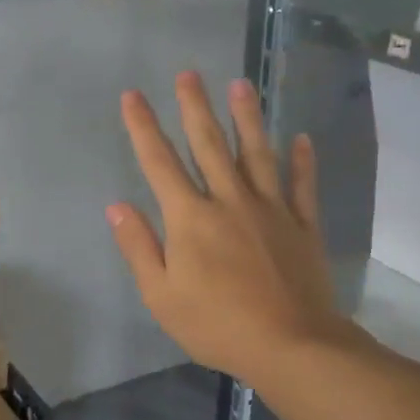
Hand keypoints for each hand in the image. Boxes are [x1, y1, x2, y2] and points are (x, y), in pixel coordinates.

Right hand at [108, 72, 350, 388]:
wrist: (291, 346)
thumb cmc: (217, 325)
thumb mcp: (162, 296)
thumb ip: (139, 248)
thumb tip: (117, 206)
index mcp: (191, 218)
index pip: (160, 163)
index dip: (144, 128)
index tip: (133, 96)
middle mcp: (230, 201)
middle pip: (210, 145)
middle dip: (195, 107)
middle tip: (189, 74)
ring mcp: (271, 210)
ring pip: (257, 154)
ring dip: (248, 117)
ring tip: (242, 84)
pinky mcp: (303, 226)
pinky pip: (302, 186)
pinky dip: (302, 162)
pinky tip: (302, 138)